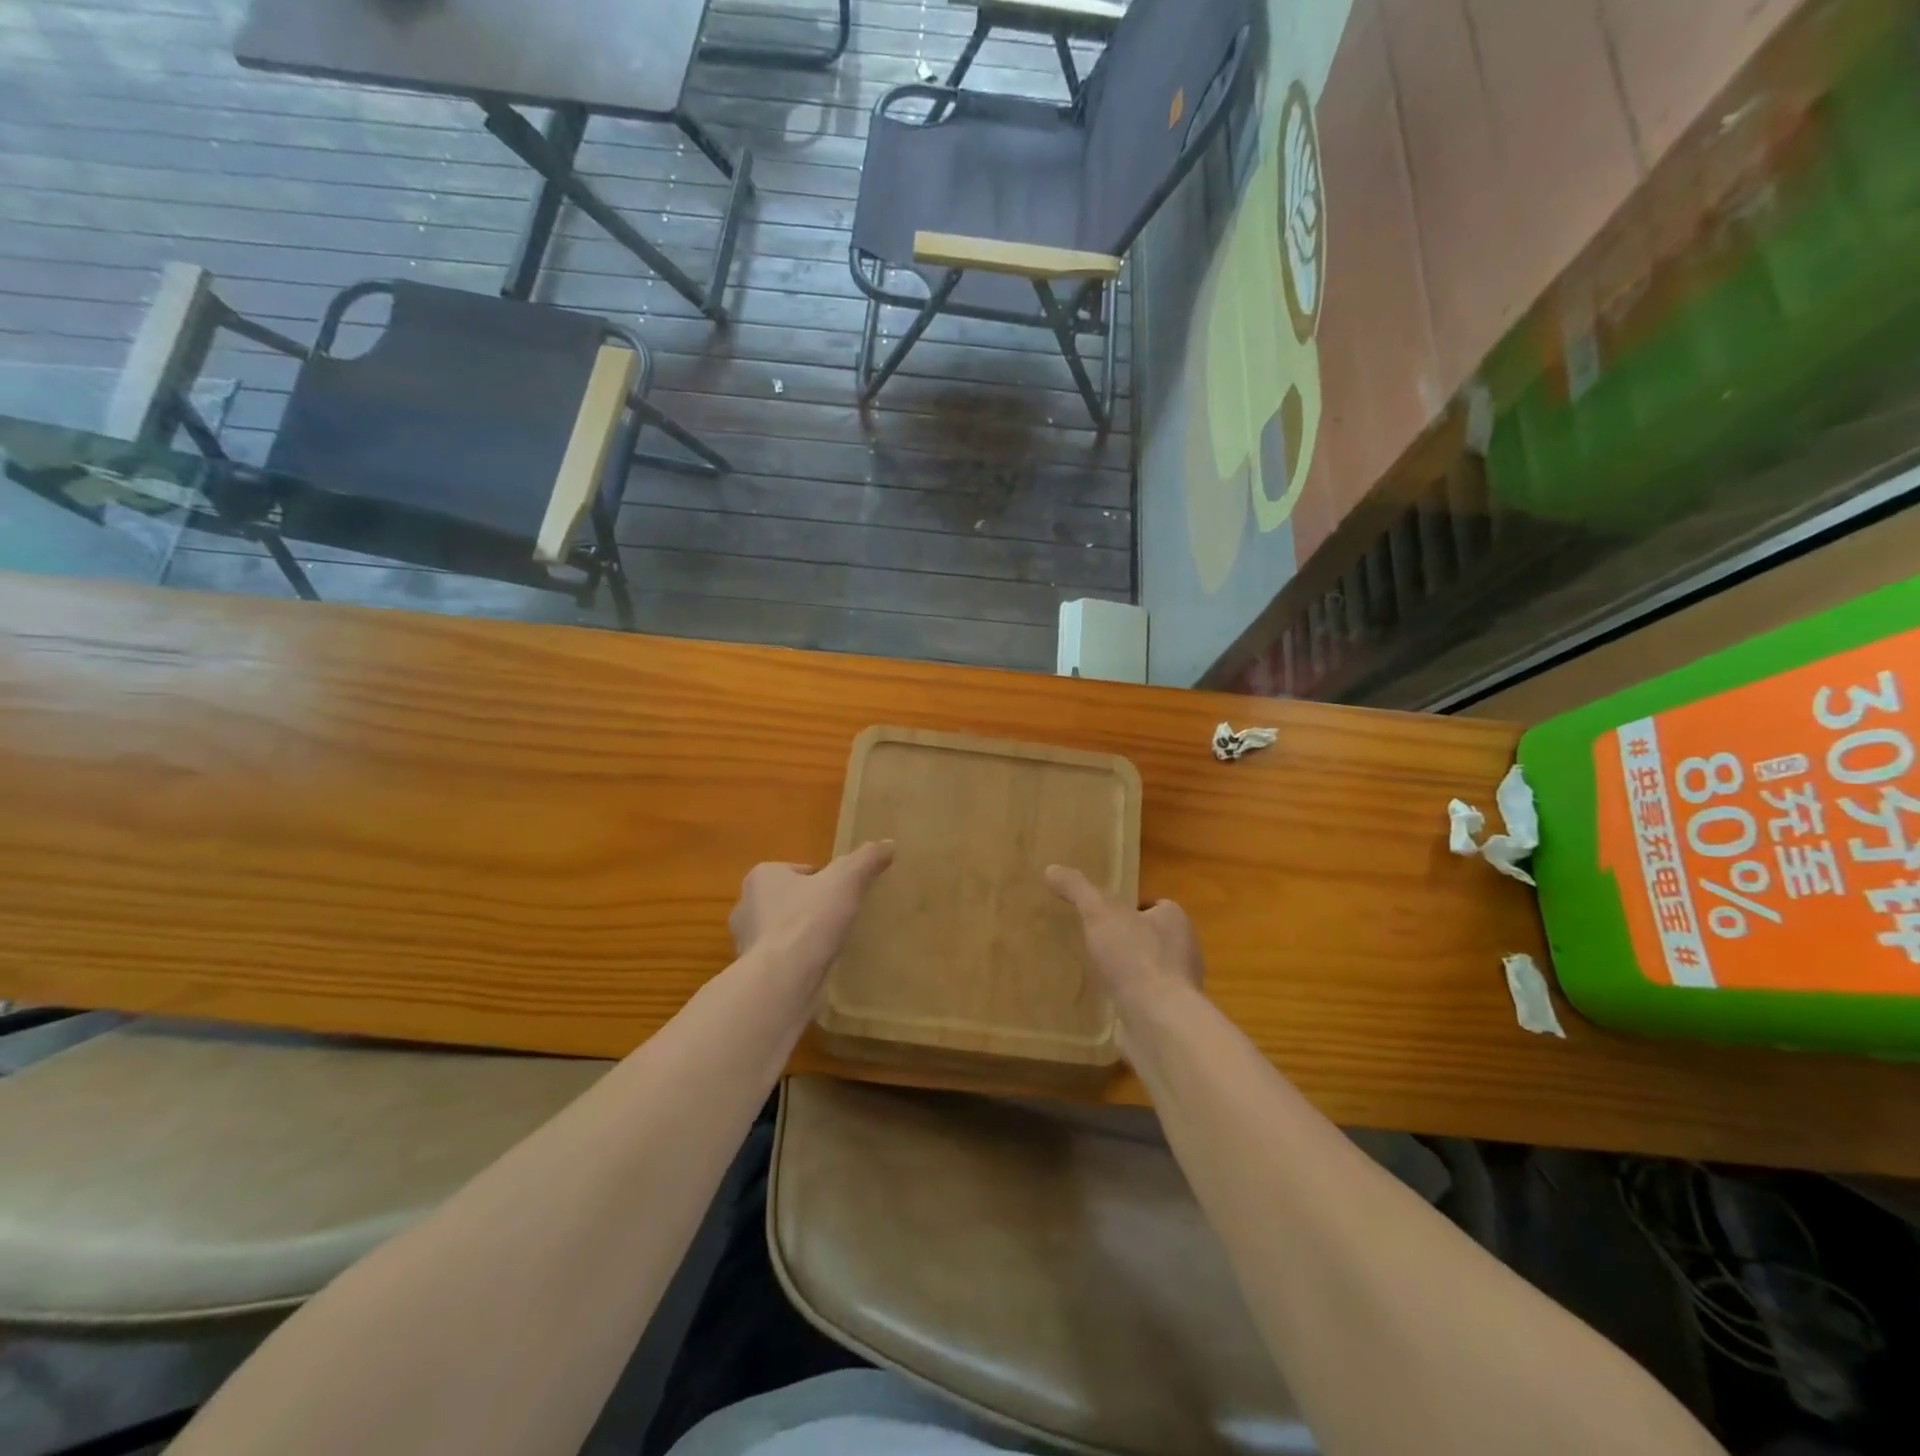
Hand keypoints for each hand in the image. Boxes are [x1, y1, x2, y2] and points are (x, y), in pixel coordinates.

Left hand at [730, 841, 895, 994]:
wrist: (782, 980)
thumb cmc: (809, 920)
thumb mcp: (846, 880)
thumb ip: (866, 859)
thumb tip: (889, 843)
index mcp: (762, 876)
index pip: (800, 871)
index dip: (824, 880)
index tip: (844, 894)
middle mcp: (746, 906)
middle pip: (789, 900)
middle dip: (810, 907)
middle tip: (840, 918)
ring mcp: (747, 942)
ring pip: (782, 930)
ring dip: (802, 936)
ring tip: (831, 945)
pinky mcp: (753, 972)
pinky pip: (781, 959)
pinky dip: (797, 961)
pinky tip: (818, 968)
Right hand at [1045, 865, 1204, 1014]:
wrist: (1158, 1021)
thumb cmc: (1135, 956)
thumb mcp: (1099, 912)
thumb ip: (1078, 889)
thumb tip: (1051, 868)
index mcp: (1176, 921)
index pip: (1154, 906)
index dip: (1130, 908)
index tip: (1102, 914)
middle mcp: (1184, 951)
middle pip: (1151, 937)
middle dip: (1126, 940)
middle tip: (1092, 941)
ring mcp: (1177, 987)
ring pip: (1147, 970)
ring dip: (1125, 972)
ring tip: (1092, 971)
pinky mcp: (1167, 1016)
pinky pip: (1143, 1000)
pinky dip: (1125, 999)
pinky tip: (1102, 1001)